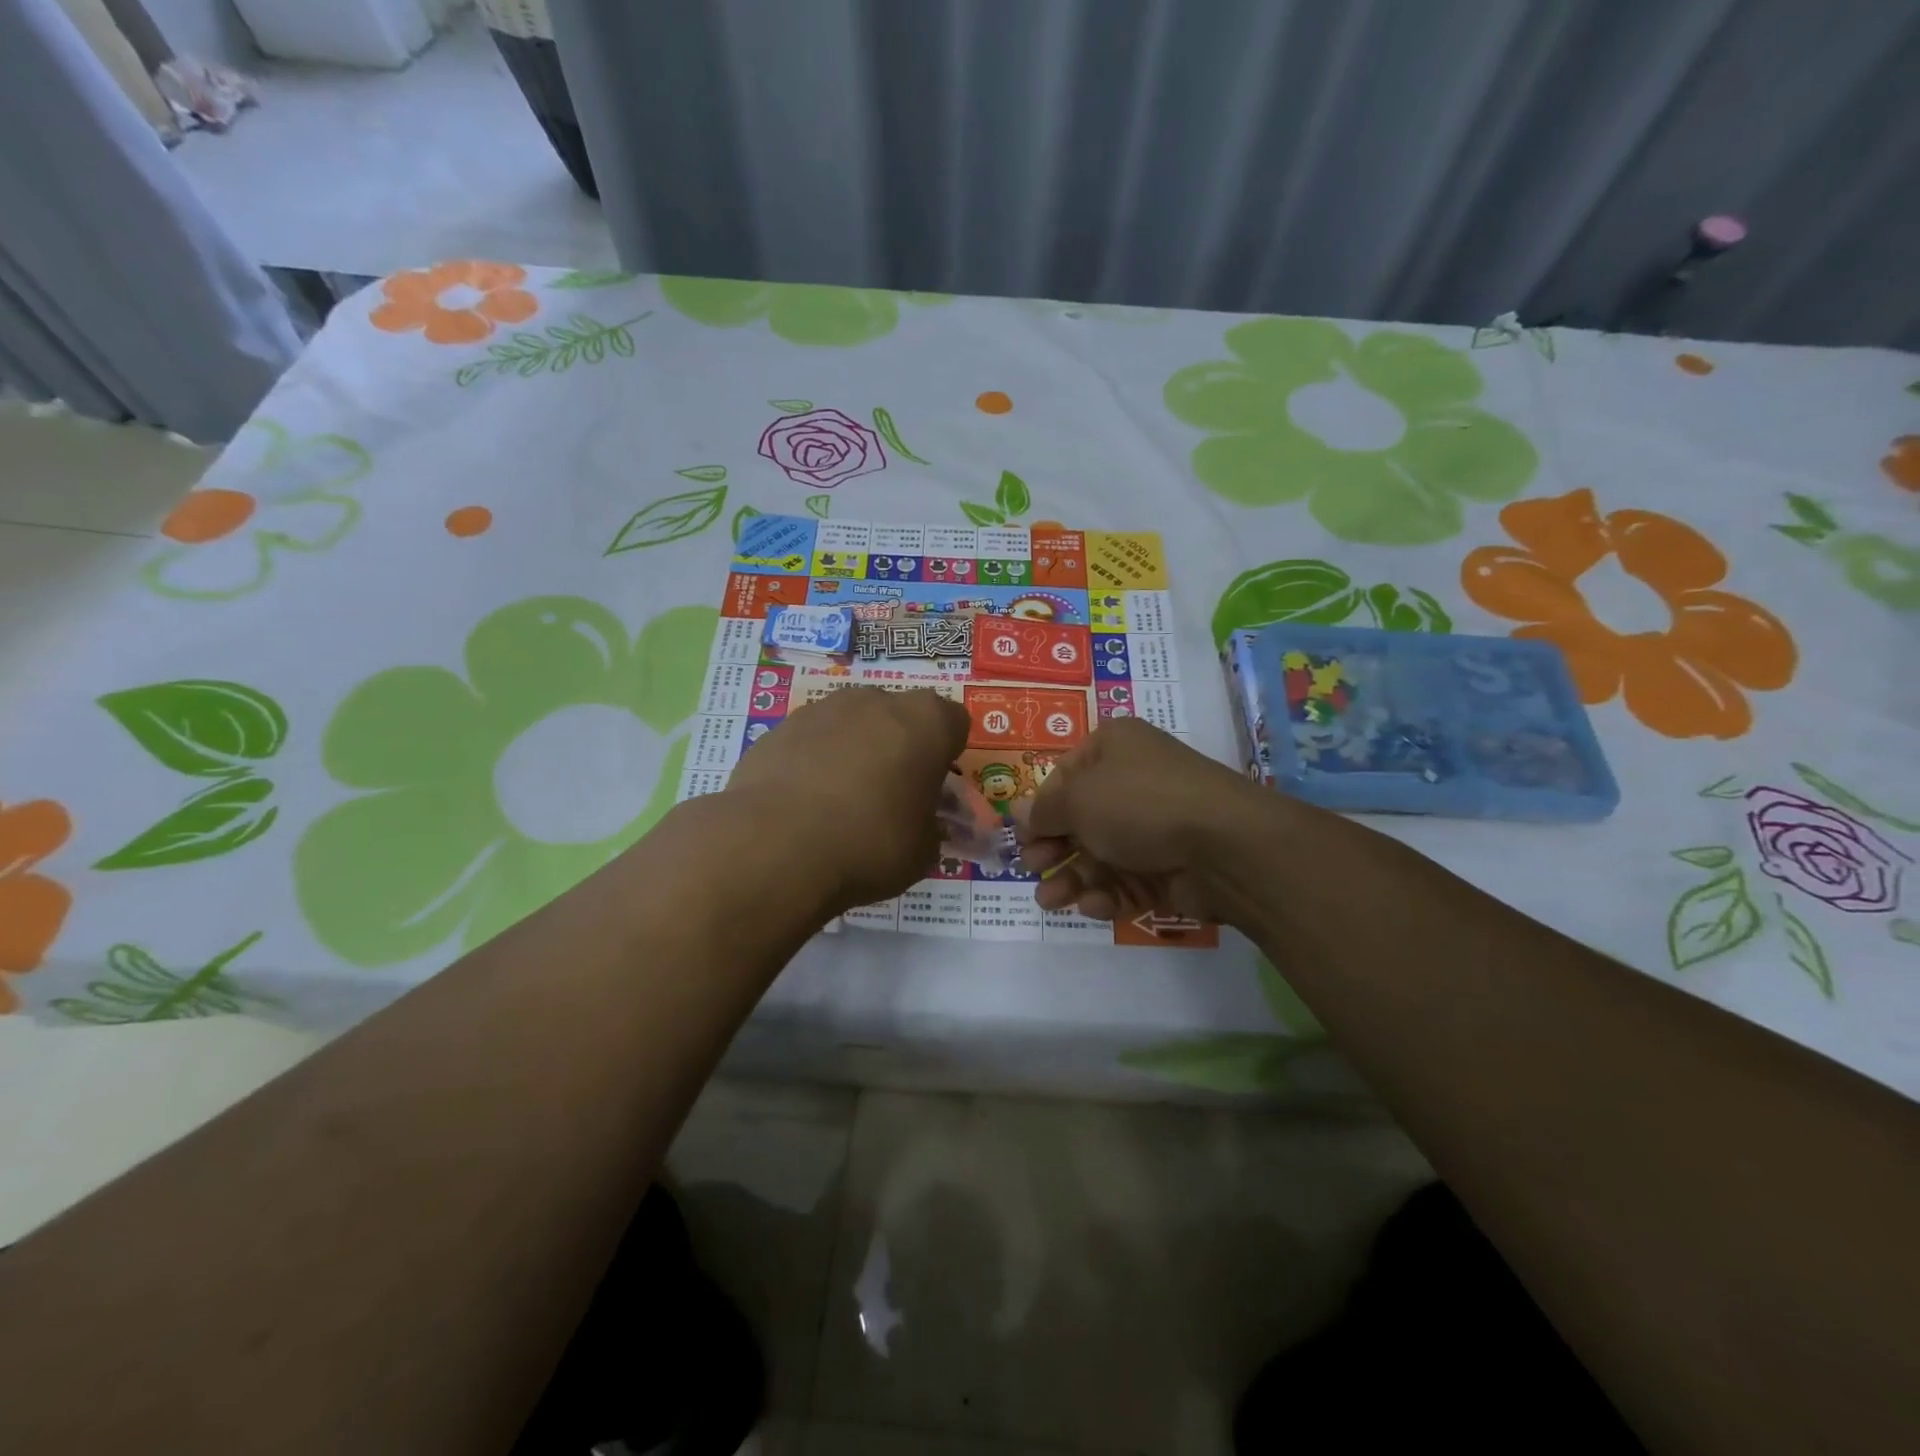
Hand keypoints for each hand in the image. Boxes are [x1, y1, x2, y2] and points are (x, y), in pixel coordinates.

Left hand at [724, 686, 968, 912]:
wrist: (776, 846)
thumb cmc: (870, 844)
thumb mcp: (923, 851)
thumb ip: (930, 827)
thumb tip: (921, 824)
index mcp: (926, 723)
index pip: (954, 723)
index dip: (947, 755)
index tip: (934, 788)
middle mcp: (877, 701)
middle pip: (900, 716)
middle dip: (900, 747)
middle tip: (891, 794)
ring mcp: (823, 709)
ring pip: (853, 723)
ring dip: (855, 750)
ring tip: (841, 802)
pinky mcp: (780, 727)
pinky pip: (811, 740)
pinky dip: (813, 762)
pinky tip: (803, 804)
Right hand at [1015, 717, 1264, 923]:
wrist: (1224, 846)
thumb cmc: (1139, 804)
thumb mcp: (1078, 799)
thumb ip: (1043, 810)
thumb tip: (1017, 811)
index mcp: (1114, 748)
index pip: (1064, 776)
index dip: (1041, 807)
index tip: (1022, 836)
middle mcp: (1134, 782)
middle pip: (1081, 818)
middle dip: (1053, 848)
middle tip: (1033, 868)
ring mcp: (1154, 826)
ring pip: (1101, 854)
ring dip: (1072, 878)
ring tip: (1049, 903)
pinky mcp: (1169, 867)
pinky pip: (1128, 880)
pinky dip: (1107, 894)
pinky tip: (1093, 906)